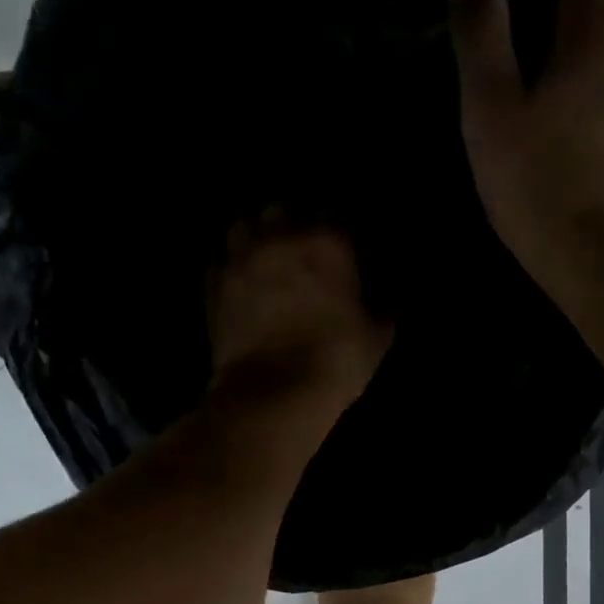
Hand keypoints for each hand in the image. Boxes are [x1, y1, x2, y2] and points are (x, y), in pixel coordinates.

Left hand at [208, 209, 391, 416]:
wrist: (273, 393)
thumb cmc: (336, 361)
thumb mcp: (378, 335)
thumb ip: (384, 304)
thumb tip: (390, 294)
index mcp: (327, 241)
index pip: (334, 214)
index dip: (337, 232)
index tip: (340, 251)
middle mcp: (280, 238)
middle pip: (280, 210)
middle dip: (289, 226)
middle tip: (298, 252)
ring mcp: (241, 259)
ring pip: (242, 226)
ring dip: (254, 239)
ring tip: (263, 261)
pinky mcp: (213, 286)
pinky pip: (219, 263)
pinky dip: (229, 270)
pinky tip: (239, 287)